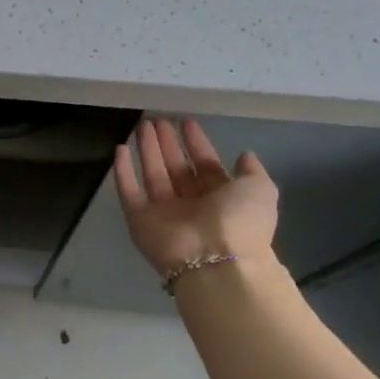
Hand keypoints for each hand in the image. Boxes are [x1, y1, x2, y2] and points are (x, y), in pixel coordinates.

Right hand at [114, 118, 279, 276]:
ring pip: (152, 173)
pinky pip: (128, 191)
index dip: (195, 142)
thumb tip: (244, 155)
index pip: (204, 164)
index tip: (185, 122)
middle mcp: (191, 203)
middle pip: (176, 167)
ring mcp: (163, 211)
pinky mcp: (139, 218)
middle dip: (167, 143)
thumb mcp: (260, 189)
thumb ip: (251, 170)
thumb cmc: (240, 221)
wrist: (214, 259)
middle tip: (156, 119)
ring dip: (147, 150)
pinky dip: (123, 171)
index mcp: (220, 197)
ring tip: (141, 125)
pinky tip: (119, 148)